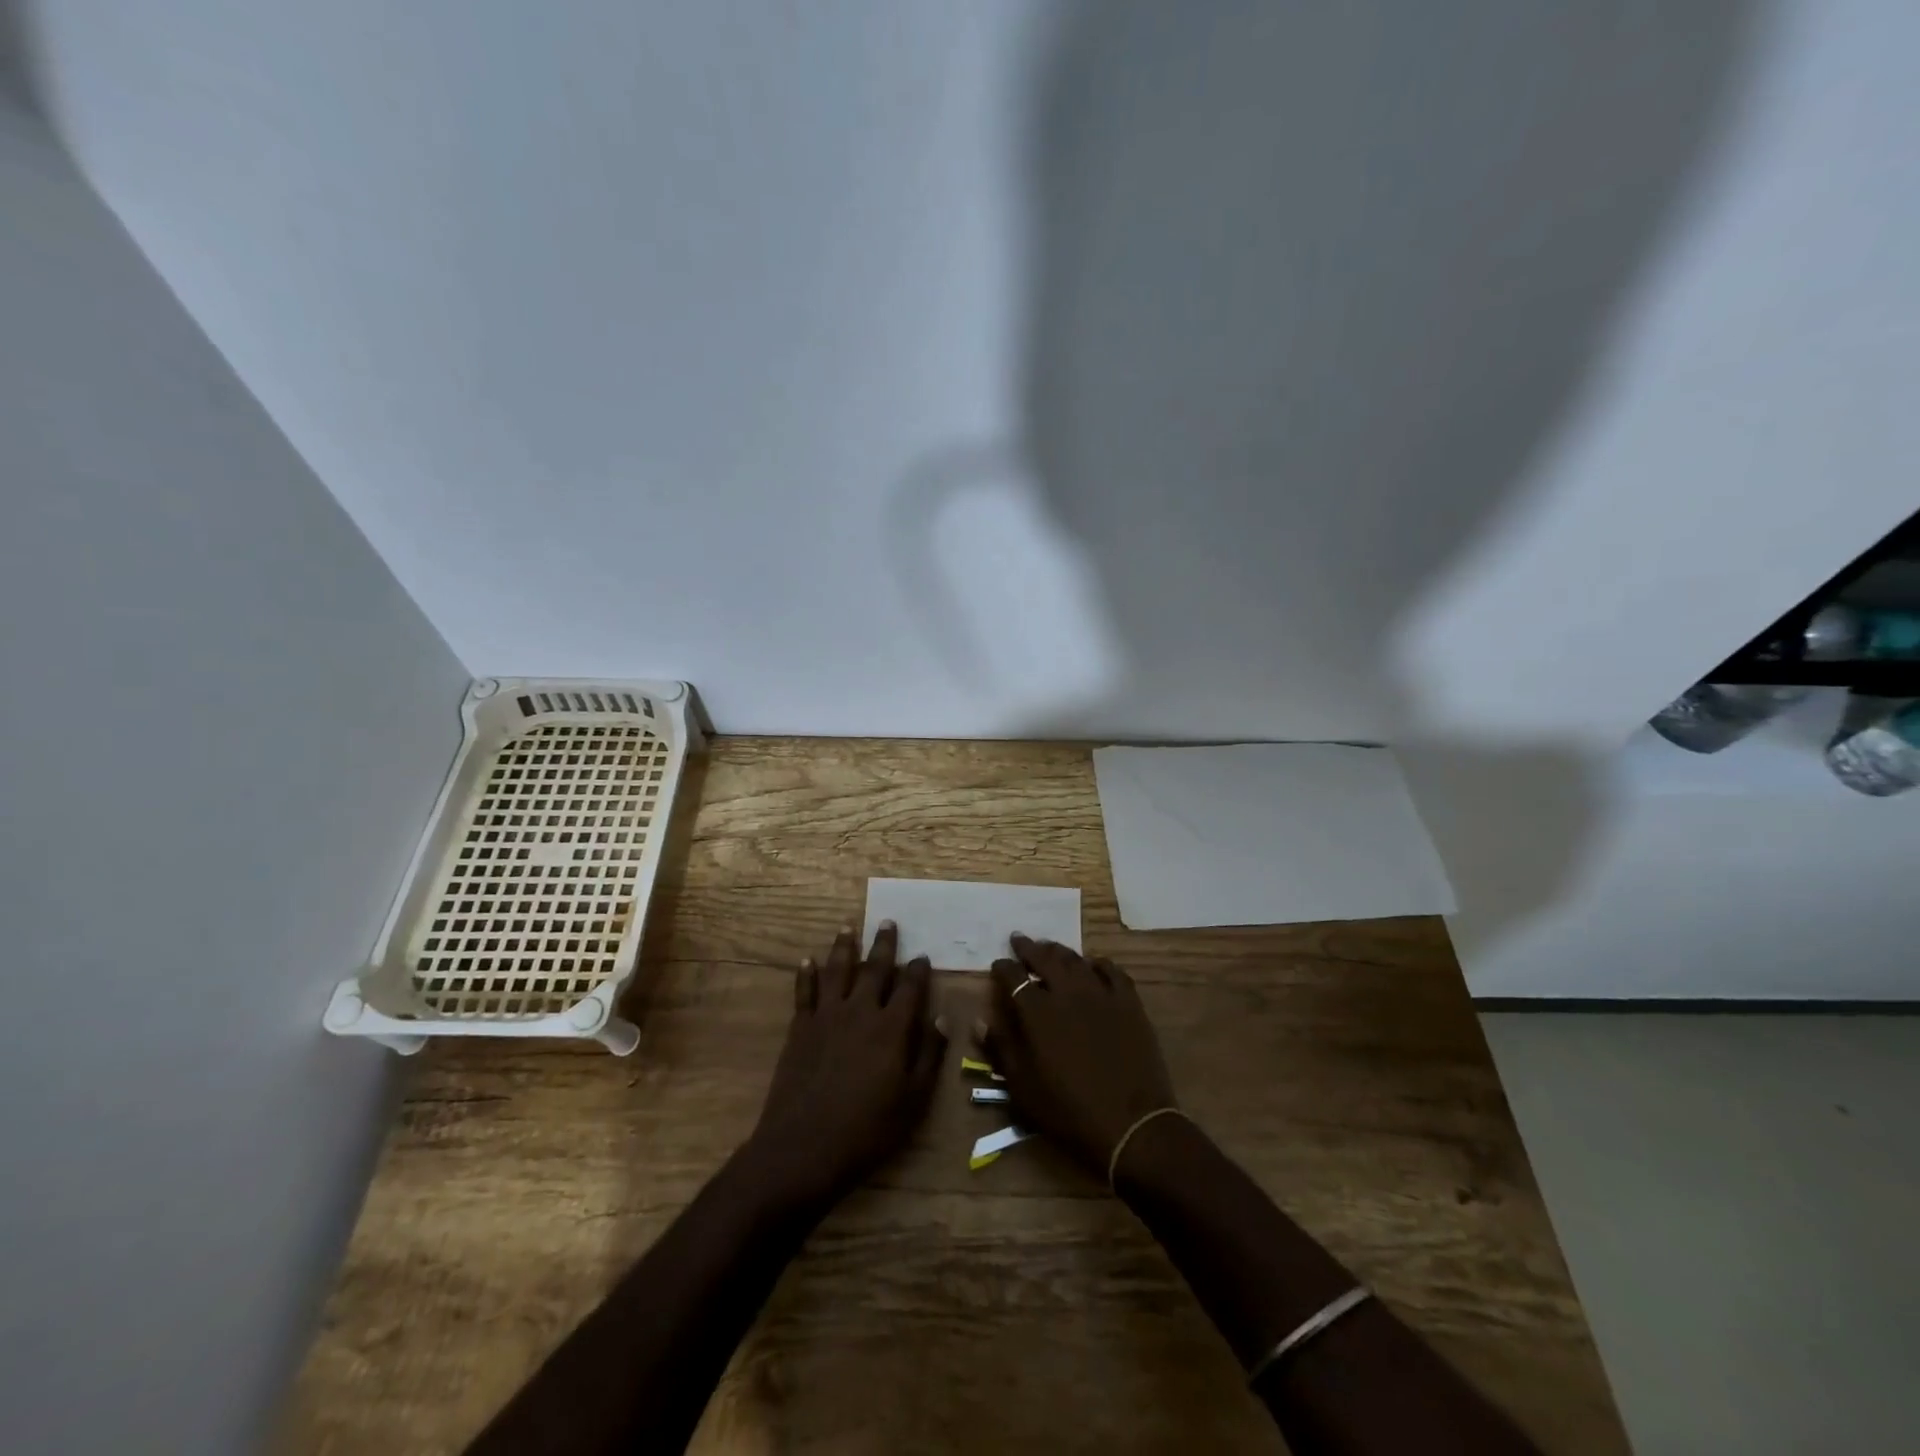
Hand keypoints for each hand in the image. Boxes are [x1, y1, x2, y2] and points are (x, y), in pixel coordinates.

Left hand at [743, 922, 945, 1208]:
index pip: (910, 987)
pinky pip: (804, 992)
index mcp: (892, 1028)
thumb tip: (942, 1019)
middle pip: (874, 968)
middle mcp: (860, 1011)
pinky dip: (806, 974)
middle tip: (888, 922)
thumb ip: (929, 1056)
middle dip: (884, 944)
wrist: (803, 1148)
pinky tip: (808, 960)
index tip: (922, 956)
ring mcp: (826, 1016)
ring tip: (847, 926)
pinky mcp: (800, 1028)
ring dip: (844, 946)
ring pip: (837, 970)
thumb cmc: (866, 1131)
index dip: (918, 970)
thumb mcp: (913, 1101)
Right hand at [986, 936, 1177, 1176]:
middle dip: (1029, 948)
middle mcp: (1068, 993)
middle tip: (1019, 940)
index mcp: (1039, 1012)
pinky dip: (1099, 964)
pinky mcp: (1129, 1003)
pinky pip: (1112, 971)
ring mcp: (1102, 995)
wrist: (1131, 1125)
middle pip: (1045, 959)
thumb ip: (1002, 1049)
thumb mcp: (1024, 1089)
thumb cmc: (1069, 1110)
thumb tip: (979, 1022)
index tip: (997, 964)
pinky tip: (1094, 965)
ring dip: (1059, 952)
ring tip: (1050, 948)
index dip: (1003, 968)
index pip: (1014, 977)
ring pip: (1076, 961)